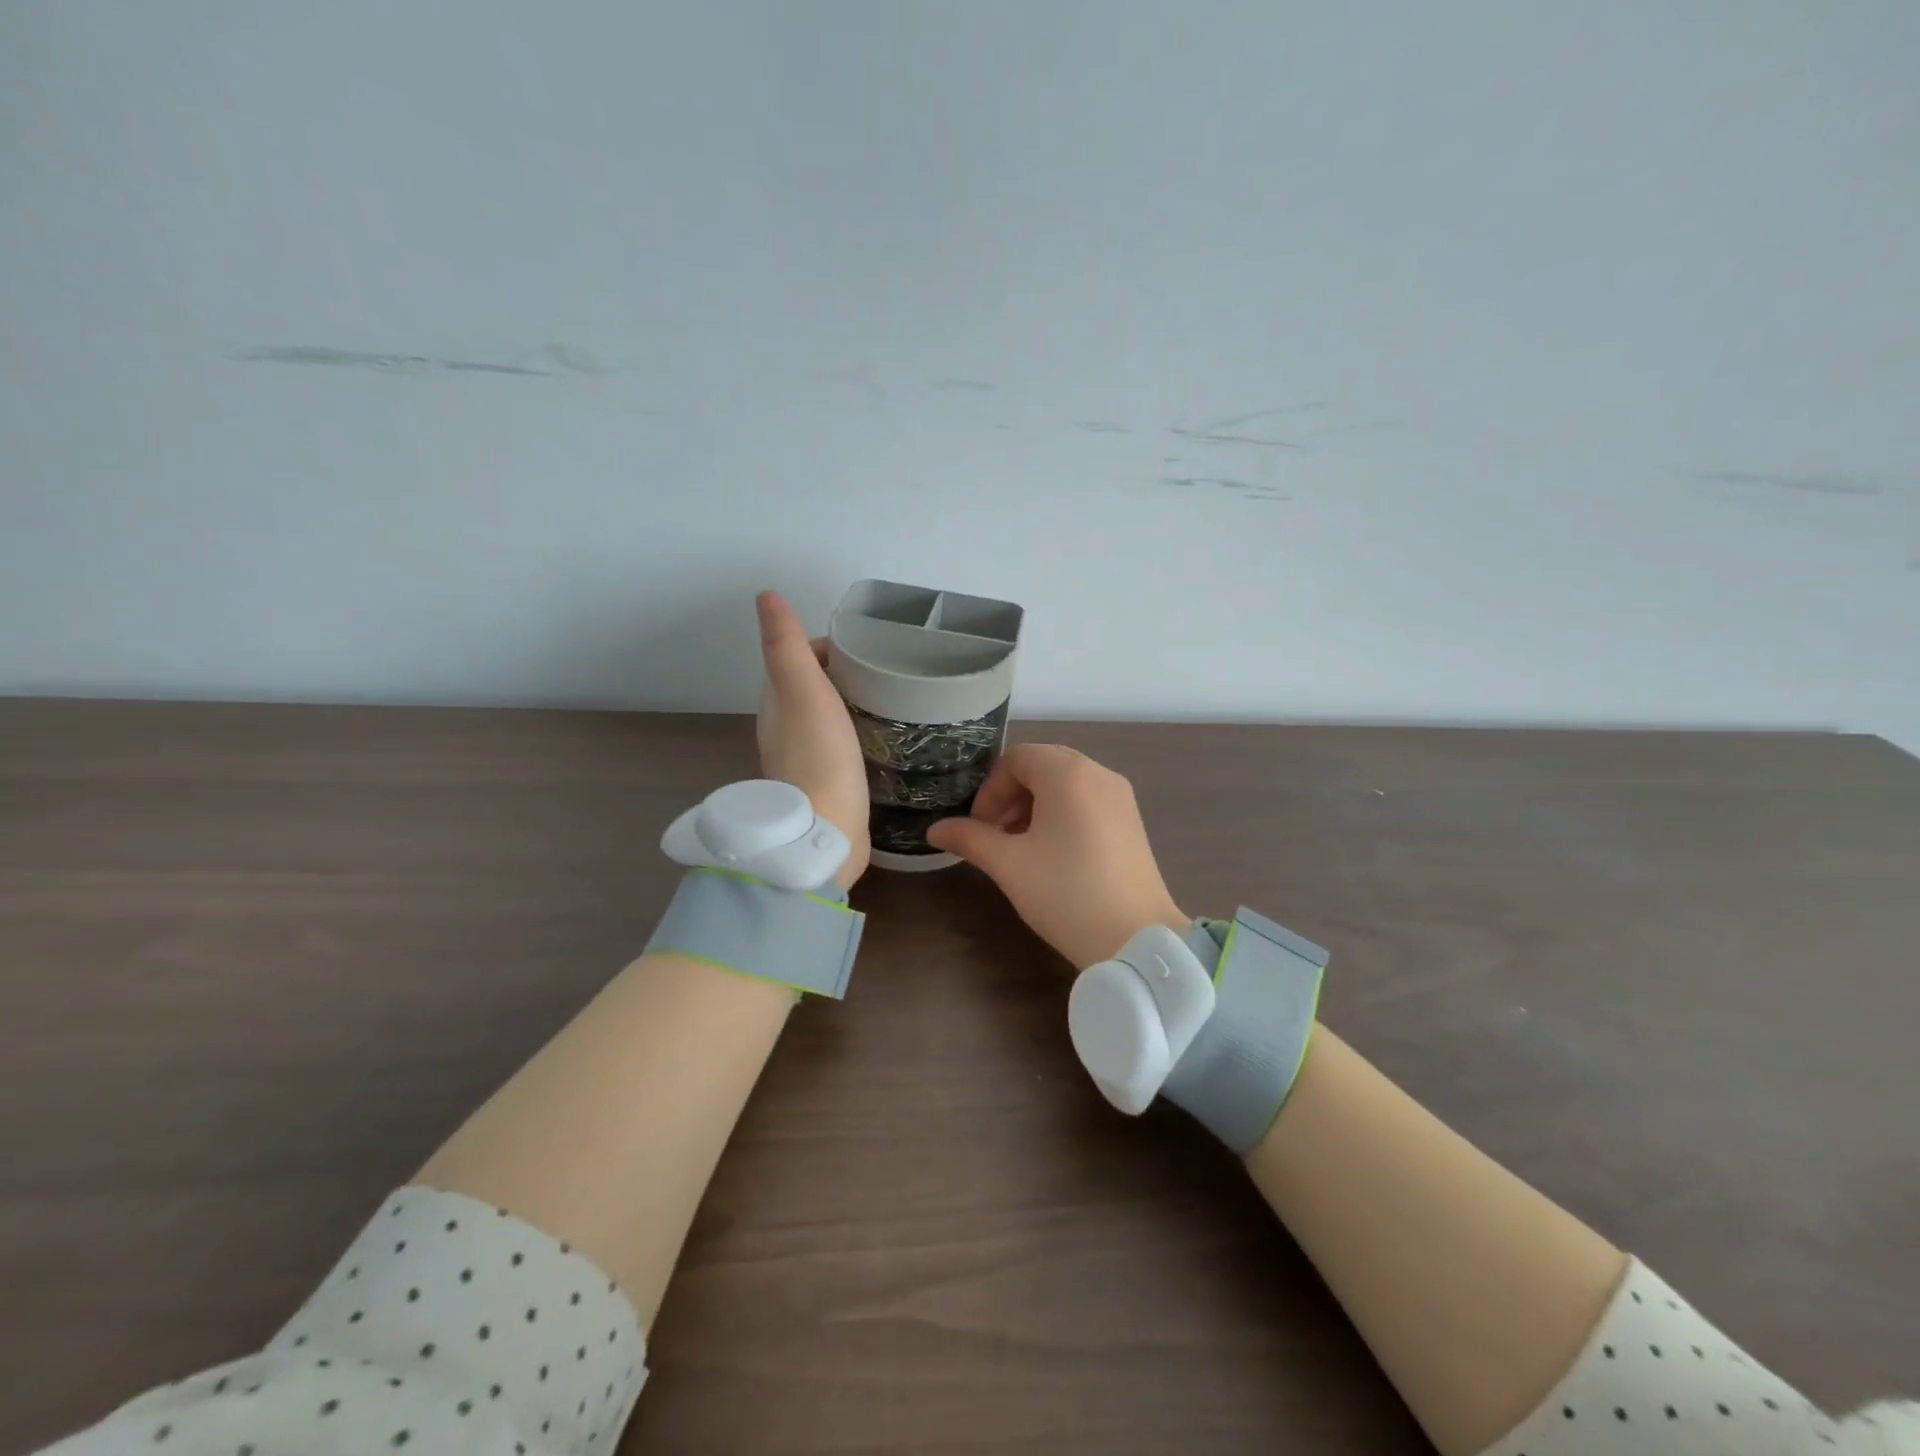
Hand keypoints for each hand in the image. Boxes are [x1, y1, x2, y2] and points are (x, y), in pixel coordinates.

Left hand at [754, 591, 869, 888]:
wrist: (826, 832)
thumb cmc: (819, 757)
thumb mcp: (803, 691)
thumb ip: (786, 645)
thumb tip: (765, 595)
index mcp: (776, 703)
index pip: (797, 658)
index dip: (827, 647)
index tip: (865, 648)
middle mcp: (784, 727)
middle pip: (811, 686)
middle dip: (842, 673)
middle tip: (885, 671)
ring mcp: (804, 757)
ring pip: (826, 716)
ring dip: (850, 702)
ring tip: (888, 698)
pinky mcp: (826, 782)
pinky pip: (840, 744)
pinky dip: (856, 731)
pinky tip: (879, 736)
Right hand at [927, 744, 1185, 967]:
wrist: (1136, 939)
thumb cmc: (1065, 893)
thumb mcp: (1009, 865)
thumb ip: (970, 838)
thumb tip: (934, 829)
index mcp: (1068, 773)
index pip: (1016, 758)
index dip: (990, 789)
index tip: (979, 827)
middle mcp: (1098, 773)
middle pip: (1042, 765)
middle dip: (1011, 795)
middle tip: (995, 834)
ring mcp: (1120, 796)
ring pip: (1065, 783)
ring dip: (1034, 805)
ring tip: (1020, 847)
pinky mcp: (1131, 821)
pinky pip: (1087, 800)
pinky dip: (1062, 814)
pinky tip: (1052, 854)